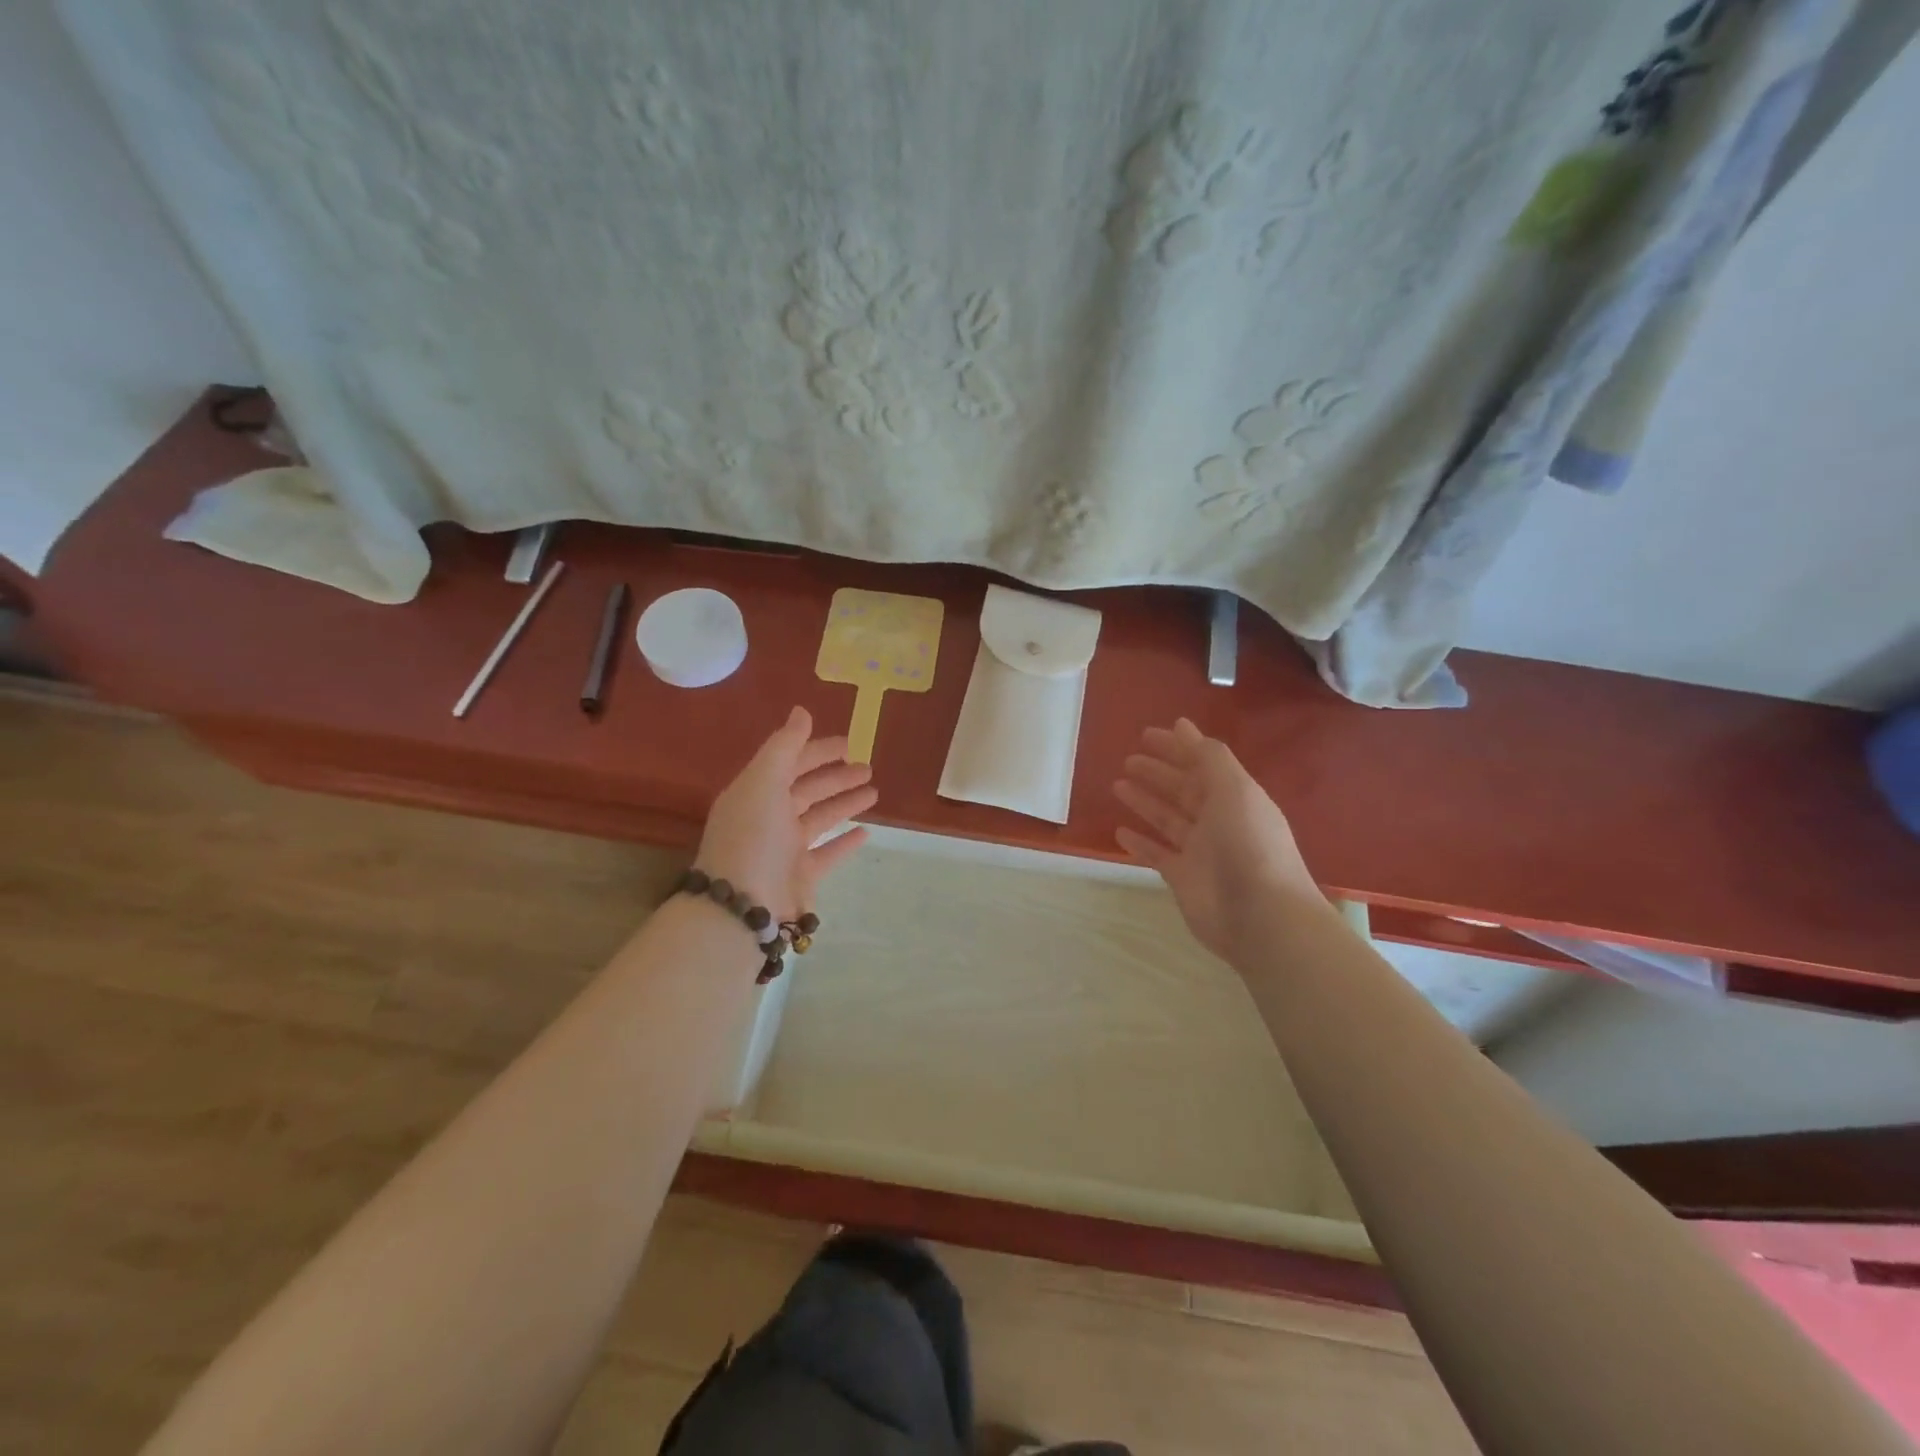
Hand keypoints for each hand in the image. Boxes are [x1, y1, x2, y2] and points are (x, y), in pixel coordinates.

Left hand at [696, 707, 876, 922]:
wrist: (742, 906)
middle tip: (868, 767)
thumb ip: (785, 746)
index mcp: (756, 791)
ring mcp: (785, 848)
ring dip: (845, 803)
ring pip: (821, 818)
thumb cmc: (753, 836)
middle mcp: (769, 817)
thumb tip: (802, 711)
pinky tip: (865, 832)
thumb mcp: (764, 782)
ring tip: (874, 793)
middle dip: (836, 776)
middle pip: (808, 789)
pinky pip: (828, 853)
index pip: (790, 762)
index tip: (849, 743)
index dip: (818, 750)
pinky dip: (845, 842)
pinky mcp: (801, 876)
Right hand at [1113, 718, 1321, 960]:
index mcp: (1234, 796)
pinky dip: (1140, 842)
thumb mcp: (1235, 790)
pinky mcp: (1183, 878)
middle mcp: (1218, 820)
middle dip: (1158, 772)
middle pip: (1183, 789)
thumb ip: (1210, 758)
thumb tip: (1183, 726)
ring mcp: (1200, 851)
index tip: (1148, 734)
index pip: (1202, 763)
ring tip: (1118, 785)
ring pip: (1167, 818)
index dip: (1177, 747)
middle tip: (1128, 759)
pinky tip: (1120, 832)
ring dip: (1145, 801)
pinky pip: (1157, 854)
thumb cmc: (1248, 845)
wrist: (1261, 916)